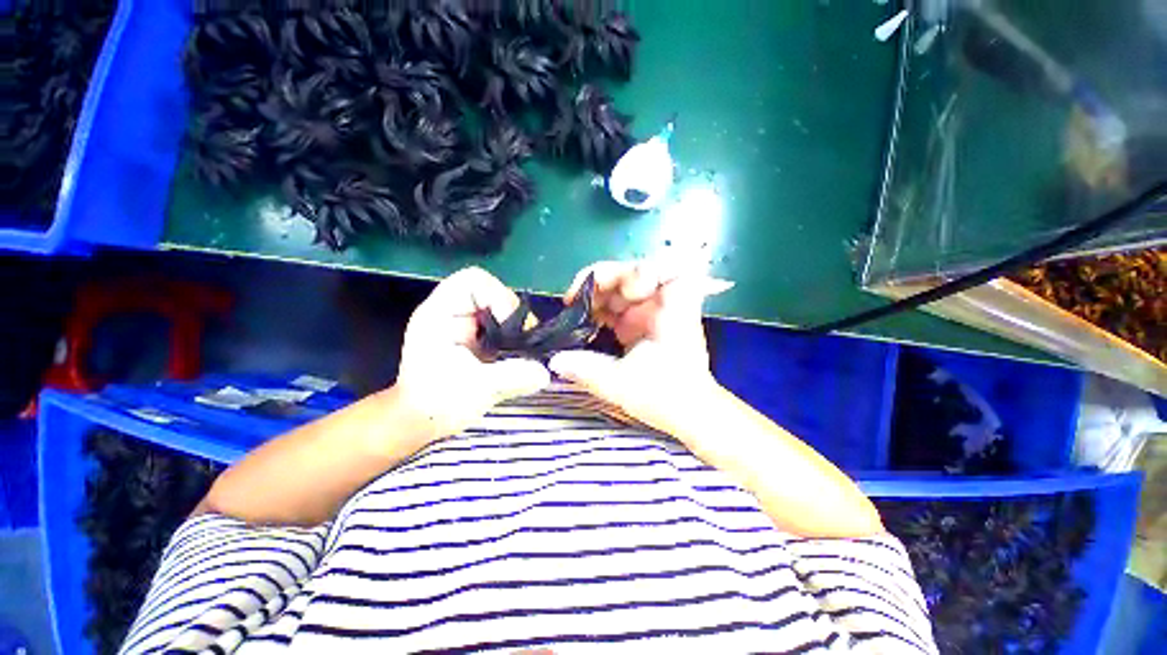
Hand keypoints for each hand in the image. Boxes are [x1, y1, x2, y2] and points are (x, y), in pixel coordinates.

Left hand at [395, 267, 549, 442]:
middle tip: (523, 345)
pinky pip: (504, 326)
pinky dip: (515, 338)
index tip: (512, 328)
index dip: (499, 297)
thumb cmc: (435, 404)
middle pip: (495, 293)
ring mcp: (467, 324)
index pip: (474, 281)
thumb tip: (544, 372)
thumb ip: (510, 377)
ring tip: (521, 354)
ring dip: (517, 329)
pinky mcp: (478, 336)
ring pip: (503, 309)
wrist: (422, 421)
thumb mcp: (475, 391)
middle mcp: (454, 312)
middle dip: (514, 317)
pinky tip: (516, 357)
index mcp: (440, 313)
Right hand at [547, 260, 732, 434]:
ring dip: (596, 295)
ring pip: (621, 289)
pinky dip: (599, 310)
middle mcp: (663, 304)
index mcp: (672, 310)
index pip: (668, 269)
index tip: (621, 291)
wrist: (687, 415)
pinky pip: (617, 307)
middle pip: (634, 274)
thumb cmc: (667, 397)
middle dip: (603, 281)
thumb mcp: (623, 384)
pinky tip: (583, 321)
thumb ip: (586, 370)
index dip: (643, 271)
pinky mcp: (640, 324)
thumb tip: (553, 360)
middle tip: (575, 297)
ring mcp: (650, 313)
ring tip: (573, 307)